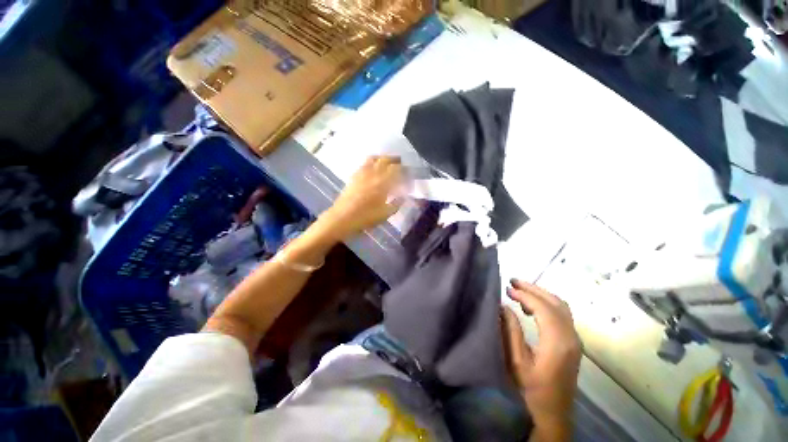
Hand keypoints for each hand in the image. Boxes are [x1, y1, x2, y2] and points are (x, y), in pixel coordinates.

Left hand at [320, 156, 404, 240]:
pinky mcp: (354, 175)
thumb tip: (403, 197)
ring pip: (374, 158)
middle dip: (395, 160)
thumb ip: (396, 204)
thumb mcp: (385, 214)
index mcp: (383, 182)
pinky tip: (373, 168)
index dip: (404, 169)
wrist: (342, 218)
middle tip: (401, 164)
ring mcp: (362, 173)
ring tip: (388, 163)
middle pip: (386, 159)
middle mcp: (373, 173)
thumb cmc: (366, 217)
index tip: (409, 173)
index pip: (397, 169)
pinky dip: (372, 162)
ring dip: (383, 158)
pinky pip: (364, 163)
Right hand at [501, 279, 580, 440]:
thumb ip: (510, 331)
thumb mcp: (516, 362)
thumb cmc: (531, 391)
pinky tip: (531, 308)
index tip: (507, 288)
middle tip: (513, 281)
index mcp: (558, 342)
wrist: (552, 417)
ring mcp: (575, 341)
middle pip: (556, 303)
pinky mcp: (573, 345)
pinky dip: (546, 305)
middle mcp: (571, 338)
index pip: (543, 307)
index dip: (525, 295)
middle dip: (534, 289)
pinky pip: (562, 316)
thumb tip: (503, 306)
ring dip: (541, 295)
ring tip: (520, 291)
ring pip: (561, 308)